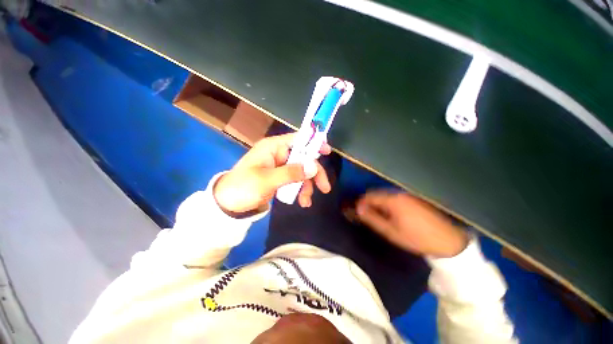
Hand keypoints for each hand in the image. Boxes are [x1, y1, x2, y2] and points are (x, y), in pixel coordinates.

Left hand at [214, 133, 331, 213]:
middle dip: (314, 173)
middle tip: (324, 188)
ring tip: (305, 202)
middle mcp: (278, 154)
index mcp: (273, 147)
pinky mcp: (280, 178)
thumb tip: (314, 167)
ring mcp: (280, 167)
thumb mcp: (267, 180)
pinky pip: (295, 180)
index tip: (328, 151)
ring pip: (301, 172)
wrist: (228, 205)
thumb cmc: (243, 187)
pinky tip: (301, 201)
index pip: (297, 139)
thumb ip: (291, 173)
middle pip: (303, 159)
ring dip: (306, 186)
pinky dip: (300, 190)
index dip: (313, 143)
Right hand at [356, 190, 468, 257]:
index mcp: (392, 199)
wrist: (448, 241)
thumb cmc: (416, 238)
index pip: (369, 195)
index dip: (361, 203)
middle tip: (368, 218)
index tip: (357, 213)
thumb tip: (358, 209)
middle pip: (377, 194)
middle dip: (370, 204)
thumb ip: (372, 218)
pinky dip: (389, 205)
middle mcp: (399, 193)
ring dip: (379, 205)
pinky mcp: (414, 199)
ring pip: (386, 196)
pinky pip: (395, 198)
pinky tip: (393, 216)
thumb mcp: (390, 231)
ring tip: (380, 218)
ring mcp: (408, 195)